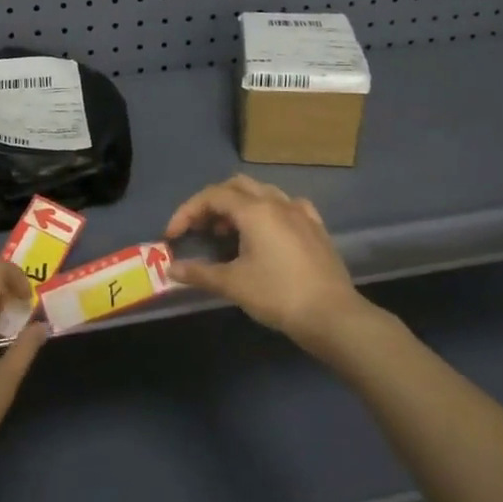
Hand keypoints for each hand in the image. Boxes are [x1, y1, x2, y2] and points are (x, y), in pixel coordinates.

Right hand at [164, 175, 366, 353]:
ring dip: (238, 205)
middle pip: (236, 186)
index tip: (172, 236)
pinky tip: (266, 232)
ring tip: (227, 233)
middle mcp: (277, 202)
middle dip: (212, 203)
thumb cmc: (278, 295)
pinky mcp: (316, 227)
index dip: (187, 212)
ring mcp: (300, 213)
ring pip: (262, 193)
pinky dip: (267, 212)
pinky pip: (287, 206)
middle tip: (199, 229)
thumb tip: (171, 269)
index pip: (212, 196)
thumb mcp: (233, 284)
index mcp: (255, 210)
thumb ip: (199, 273)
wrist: (332, 315)